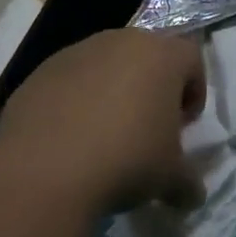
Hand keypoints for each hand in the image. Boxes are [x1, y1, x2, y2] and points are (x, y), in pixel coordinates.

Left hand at [0, 28, 206, 216]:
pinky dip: (75, 101)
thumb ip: (187, 181)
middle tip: (147, 127)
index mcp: (162, 55)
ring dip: (112, 91)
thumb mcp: (169, 177)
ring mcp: (77, 52)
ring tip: (104, 134)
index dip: (194, 90)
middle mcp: (121, 41)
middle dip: (152, 87)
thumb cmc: (126, 160)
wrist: (43, 169)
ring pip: (106, 65)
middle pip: (147, 56)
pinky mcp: (41, 71)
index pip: (192, 59)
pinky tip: (69, 138)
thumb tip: (192, 195)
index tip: (184, 125)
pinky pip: (70, 80)